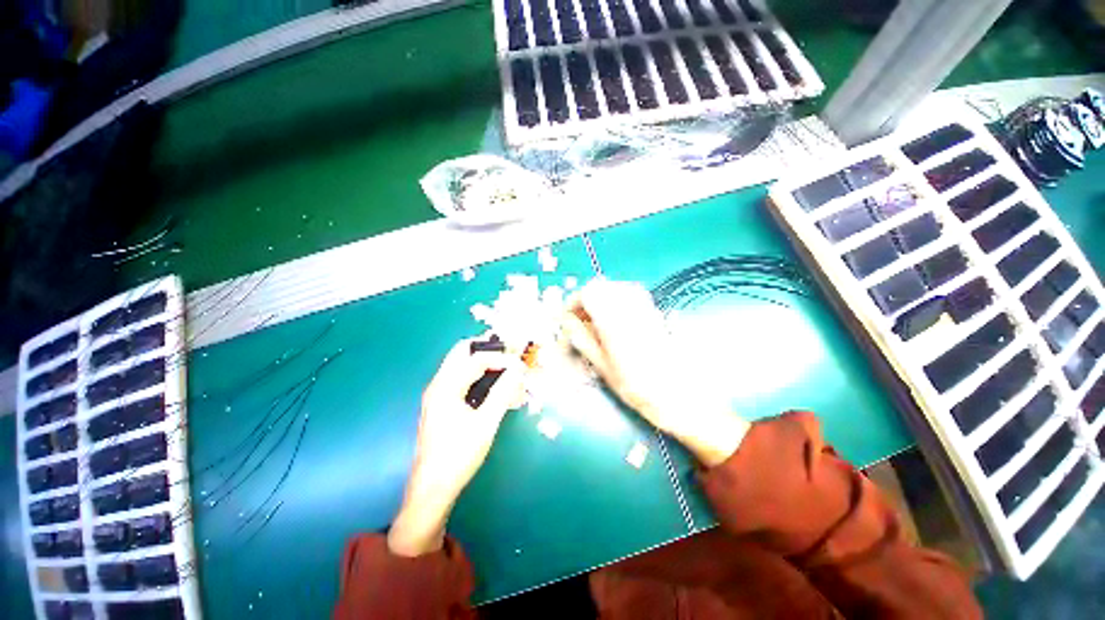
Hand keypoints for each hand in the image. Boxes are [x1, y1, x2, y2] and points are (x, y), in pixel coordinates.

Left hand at [388, 340, 525, 556]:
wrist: (432, 488)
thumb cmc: (458, 455)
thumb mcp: (486, 423)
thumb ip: (503, 392)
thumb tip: (518, 370)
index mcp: (446, 386)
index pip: (477, 359)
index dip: (502, 359)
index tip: (521, 366)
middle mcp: (439, 384)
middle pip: (462, 352)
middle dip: (488, 350)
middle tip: (510, 356)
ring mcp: (439, 394)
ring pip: (462, 365)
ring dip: (484, 363)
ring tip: (506, 373)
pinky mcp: (442, 404)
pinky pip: (462, 380)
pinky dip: (479, 378)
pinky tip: (496, 391)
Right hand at [562, 279, 748, 466]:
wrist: (677, 393)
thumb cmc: (636, 386)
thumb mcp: (601, 365)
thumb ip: (582, 338)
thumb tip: (567, 322)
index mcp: (613, 320)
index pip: (587, 293)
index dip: (573, 302)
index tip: (568, 318)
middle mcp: (629, 306)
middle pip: (600, 286)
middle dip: (585, 300)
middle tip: (580, 320)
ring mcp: (644, 306)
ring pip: (615, 287)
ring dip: (601, 298)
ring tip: (596, 320)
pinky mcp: (653, 310)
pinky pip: (630, 293)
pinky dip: (616, 299)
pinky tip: (615, 318)